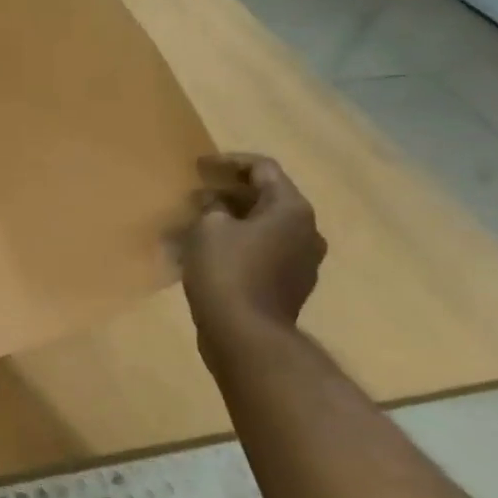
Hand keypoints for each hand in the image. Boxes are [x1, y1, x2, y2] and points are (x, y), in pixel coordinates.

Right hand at [177, 154, 325, 350]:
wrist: (245, 334)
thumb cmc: (227, 271)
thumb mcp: (209, 228)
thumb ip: (212, 207)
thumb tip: (216, 205)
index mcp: (291, 209)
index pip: (263, 169)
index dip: (229, 162)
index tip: (199, 166)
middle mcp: (305, 231)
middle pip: (265, 199)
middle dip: (226, 195)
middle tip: (193, 196)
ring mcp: (300, 261)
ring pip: (260, 229)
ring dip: (228, 223)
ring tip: (192, 226)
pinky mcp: (287, 286)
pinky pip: (260, 254)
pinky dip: (234, 247)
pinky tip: (204, 255)